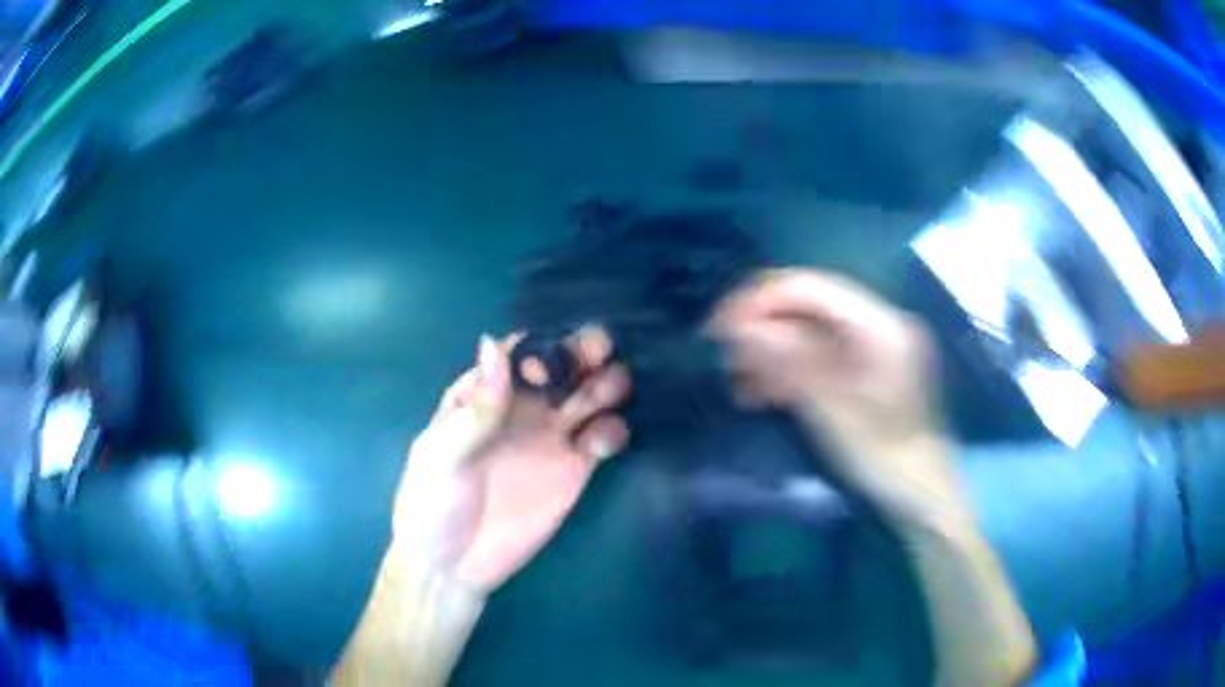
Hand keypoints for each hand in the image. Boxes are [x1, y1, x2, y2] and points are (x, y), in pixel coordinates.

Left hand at [393, 328, 630, 592]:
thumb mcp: (442, 455)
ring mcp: (551, 437)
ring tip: (607, 393)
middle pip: (562, 366)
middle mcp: (522, 407)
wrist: (452, 567)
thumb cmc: (432, 505)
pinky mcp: (574, 470)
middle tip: (600, 356)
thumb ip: (476, 408)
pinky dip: (612, 429)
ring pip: (589, 394)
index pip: (519, 353)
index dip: (541, 347)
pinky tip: (603, 441)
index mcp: (482, 394)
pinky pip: (603, 437)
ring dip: (607, 383)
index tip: (551, 364)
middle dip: (585, 352)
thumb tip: (492, 342)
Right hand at [709, 269, 953, 520]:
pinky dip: (789, 369)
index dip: (760, 300)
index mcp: (880, 324)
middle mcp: (877, 322)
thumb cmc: (884, 456)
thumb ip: (789, 361)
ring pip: (809, 330)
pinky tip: (761, 393)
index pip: (810, 288)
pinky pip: (820, 353)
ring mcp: (871, 344)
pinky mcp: (864, 366)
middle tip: (722, 354)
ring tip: (737, 381)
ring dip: (771, 351)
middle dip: (762, 326)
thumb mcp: (833, 410)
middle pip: (808, 305)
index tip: (719, 327)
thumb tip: (739, 328)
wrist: (921, 493)